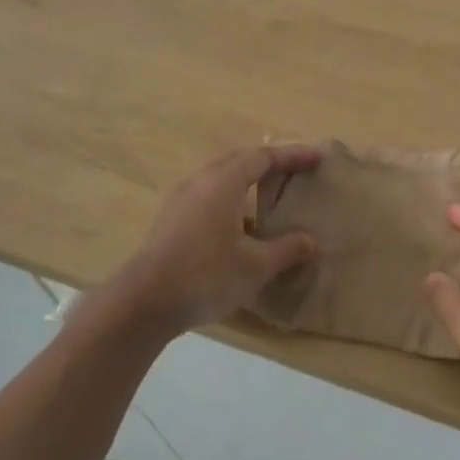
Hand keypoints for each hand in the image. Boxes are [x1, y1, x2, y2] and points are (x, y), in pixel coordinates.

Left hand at [105, 145, 321, 337]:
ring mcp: (181, 201)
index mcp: (223, 183)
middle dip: (268, 162)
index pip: (263, 157)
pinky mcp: (170, 220)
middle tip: (294, 171)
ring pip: (220, 179)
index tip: (316, 158)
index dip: (292, 156)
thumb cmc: (205, 277)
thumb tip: (310, 242)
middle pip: (239, 161)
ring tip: (269, 197)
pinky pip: (208, 197)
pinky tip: (241, 229)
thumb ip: (286, 250)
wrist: (142, 304)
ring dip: (247, 182)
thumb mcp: (255, 267)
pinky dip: (230, 200)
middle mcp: (200, 183)